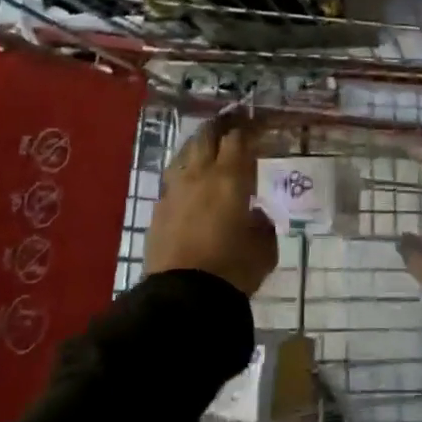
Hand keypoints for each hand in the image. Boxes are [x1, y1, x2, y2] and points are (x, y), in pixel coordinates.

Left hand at [145, 116, 277, 296]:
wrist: (183, 297)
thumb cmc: (232, 269)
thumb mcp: (263, 250)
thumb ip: (263, 225)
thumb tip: (257, 215)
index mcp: (229, 178)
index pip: (237, 139)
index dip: (247, 128)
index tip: (255, 124)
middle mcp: (199, 175)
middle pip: (206, 137)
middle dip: (219, 127)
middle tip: (230, 124)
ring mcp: (174, 191)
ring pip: (184, 154)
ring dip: (197, 146)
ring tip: (207, 148)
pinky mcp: (158, 210)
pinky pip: (172, 180)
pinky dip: (184, 174)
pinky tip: (189, 184)